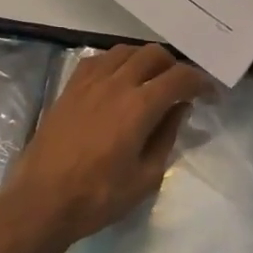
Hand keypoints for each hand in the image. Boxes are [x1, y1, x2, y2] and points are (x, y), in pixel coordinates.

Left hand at [0, 43, 212, 252]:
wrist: (42, 201)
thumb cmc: (98, 197)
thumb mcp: (146, 177)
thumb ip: (166, 137)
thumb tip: (178, 109)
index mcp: (139, 106)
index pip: (180, 77)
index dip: (201, 82)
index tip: (211, 94)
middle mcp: (115, 83)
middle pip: (153, 54)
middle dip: (174, 66)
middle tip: (181, 89)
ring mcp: (88, 82)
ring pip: (125, 51)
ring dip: (145, 60)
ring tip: (151, 82)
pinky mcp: (69, 88)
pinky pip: (98, 60)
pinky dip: (117, 63)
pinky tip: (118, 82)